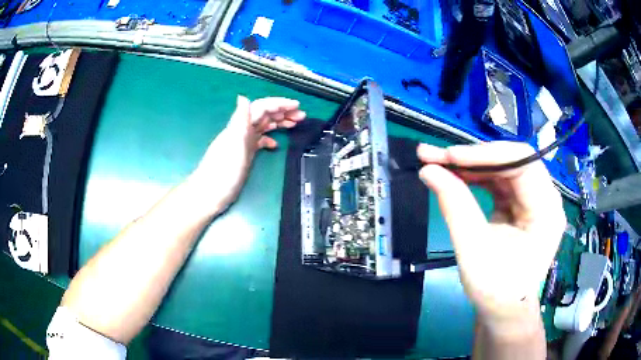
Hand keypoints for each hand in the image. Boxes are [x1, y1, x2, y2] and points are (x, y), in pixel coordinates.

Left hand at [190, 96, 304, 213]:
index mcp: (240, 127)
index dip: (279, 104)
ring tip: (295, 124)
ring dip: (279, 122)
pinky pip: (260, 141)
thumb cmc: (222, 172)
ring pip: (264, 126)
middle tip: (302, 116)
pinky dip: (270, 139)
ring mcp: (243, 143)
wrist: (210, 194)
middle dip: (283, 112)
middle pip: (264, 115)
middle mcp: (242, 131)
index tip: (296, 106)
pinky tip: (276, 145)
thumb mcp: (233, 145)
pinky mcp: (245, 155)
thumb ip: (239, 121)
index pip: (261, 107)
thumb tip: (242, 96)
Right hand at [417, 142, 565, 326]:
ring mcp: (532, 199)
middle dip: (472, 157)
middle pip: (511, 162)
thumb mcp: (474, 249)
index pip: (523, 163)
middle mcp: (544, 198)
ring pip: (501, 168)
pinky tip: (454, 176)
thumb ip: (455, 205)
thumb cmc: (495, 288)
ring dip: (469, 164)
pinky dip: (474, 177)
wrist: (502, 309)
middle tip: (434, 155)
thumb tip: (429, 170)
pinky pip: (497, 181)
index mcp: (547, 209)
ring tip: (438, 163)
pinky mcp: (519, 204)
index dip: (487, 154)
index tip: (450, 156)